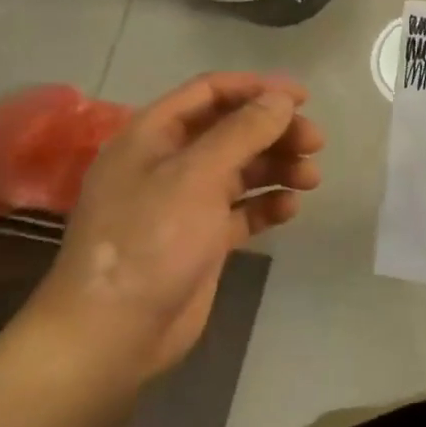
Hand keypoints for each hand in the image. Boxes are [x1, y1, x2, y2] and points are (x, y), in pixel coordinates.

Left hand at [24, 73, 323, 384]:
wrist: (110, 338)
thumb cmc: (148, 241)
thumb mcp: (197, 176)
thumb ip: (244, 131)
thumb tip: (282, 98)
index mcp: (152, 136)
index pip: (209, 92)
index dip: (256, 88)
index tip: (301, 97)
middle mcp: (168, 163)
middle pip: (231, 130)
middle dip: (275, 131)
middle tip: (315, 142)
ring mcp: (184, 204)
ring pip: (240, 170)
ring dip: (277, 167)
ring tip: (311, 179)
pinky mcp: (200, 240)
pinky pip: (241, 210)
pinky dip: (266, 204)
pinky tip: (289, 209)